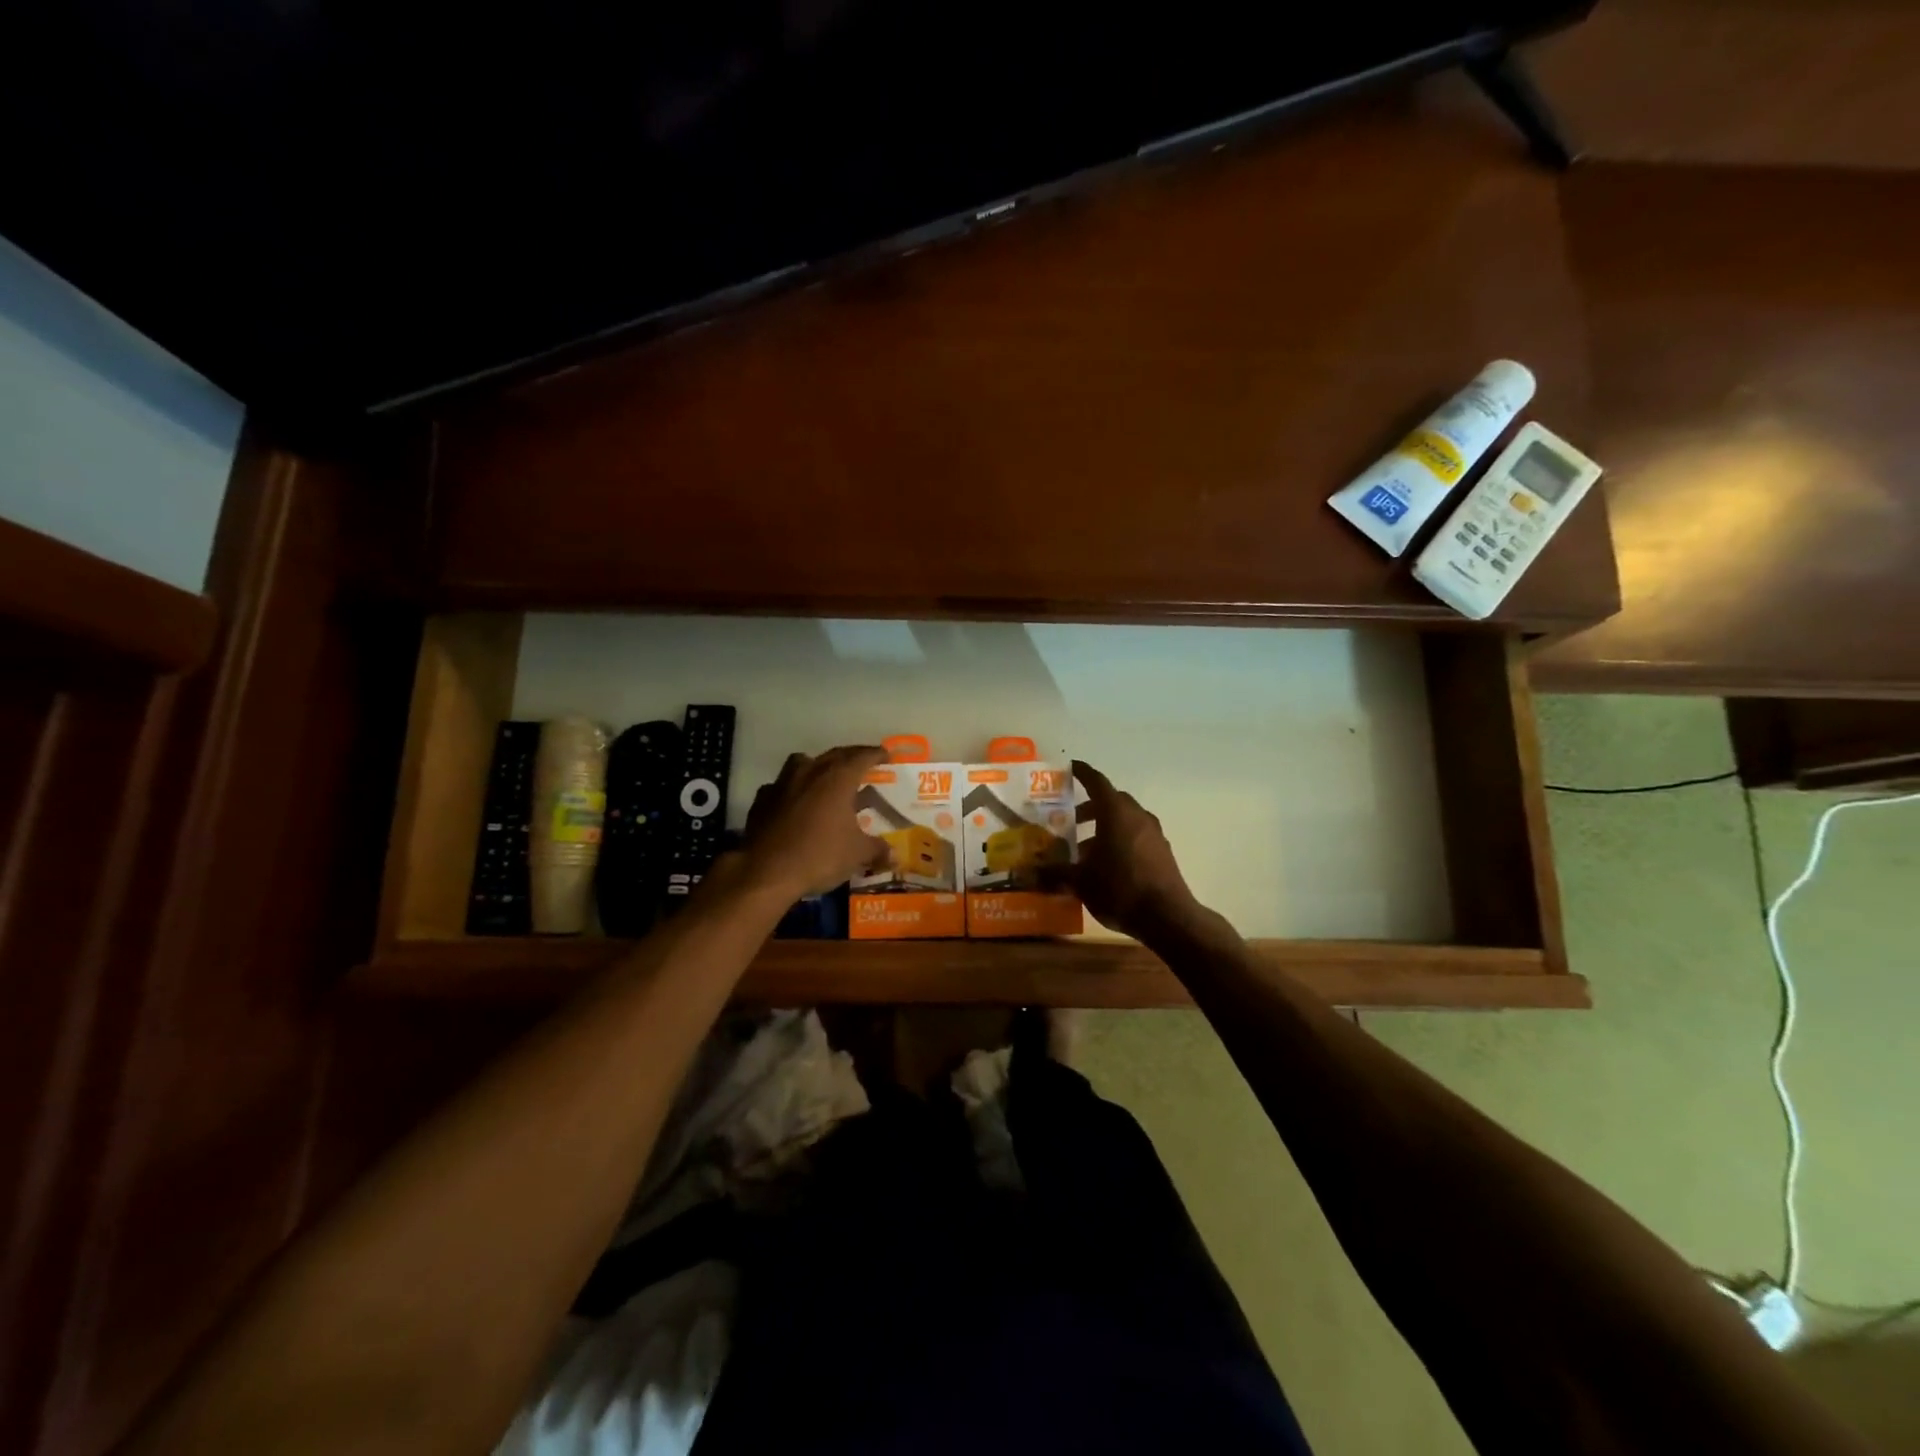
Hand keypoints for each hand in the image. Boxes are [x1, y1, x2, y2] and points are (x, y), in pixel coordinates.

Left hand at [741, 746, 891, 897]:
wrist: (766, 871)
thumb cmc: (819, 855)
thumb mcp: (857, 854)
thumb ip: (877, 849)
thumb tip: (894, 855)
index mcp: (837, 778)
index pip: (862, 757)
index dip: (876, 754)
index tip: (886, 755)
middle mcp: (810, 772)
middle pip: (834, 755)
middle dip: (851, 757)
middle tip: (863, 763)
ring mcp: (782, 783)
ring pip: (803, 763)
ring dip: (817, 766)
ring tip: (825, 778)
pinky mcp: (762, 800)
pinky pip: (781, 786)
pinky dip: (792, 790)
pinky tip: (794, 804)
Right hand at [1069, 760, 1201, 940]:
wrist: (1167, 917)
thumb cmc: (1119, 889)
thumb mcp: (1080, 882)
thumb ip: (1054, 874)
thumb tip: (1028, 874)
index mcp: (1115, 813)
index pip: (1097, 782)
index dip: (1083, 773)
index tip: (1071, 768)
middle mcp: (1137, 816)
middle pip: (1112, 801)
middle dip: (1091, 806)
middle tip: (1071, 818)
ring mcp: (1154, 834)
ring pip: (1126, 820)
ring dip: (1105, 826)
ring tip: (1085, 848)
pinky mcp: (1163, 852)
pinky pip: (1137, 836)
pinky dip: (1120, 840)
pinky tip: (1107, 864)